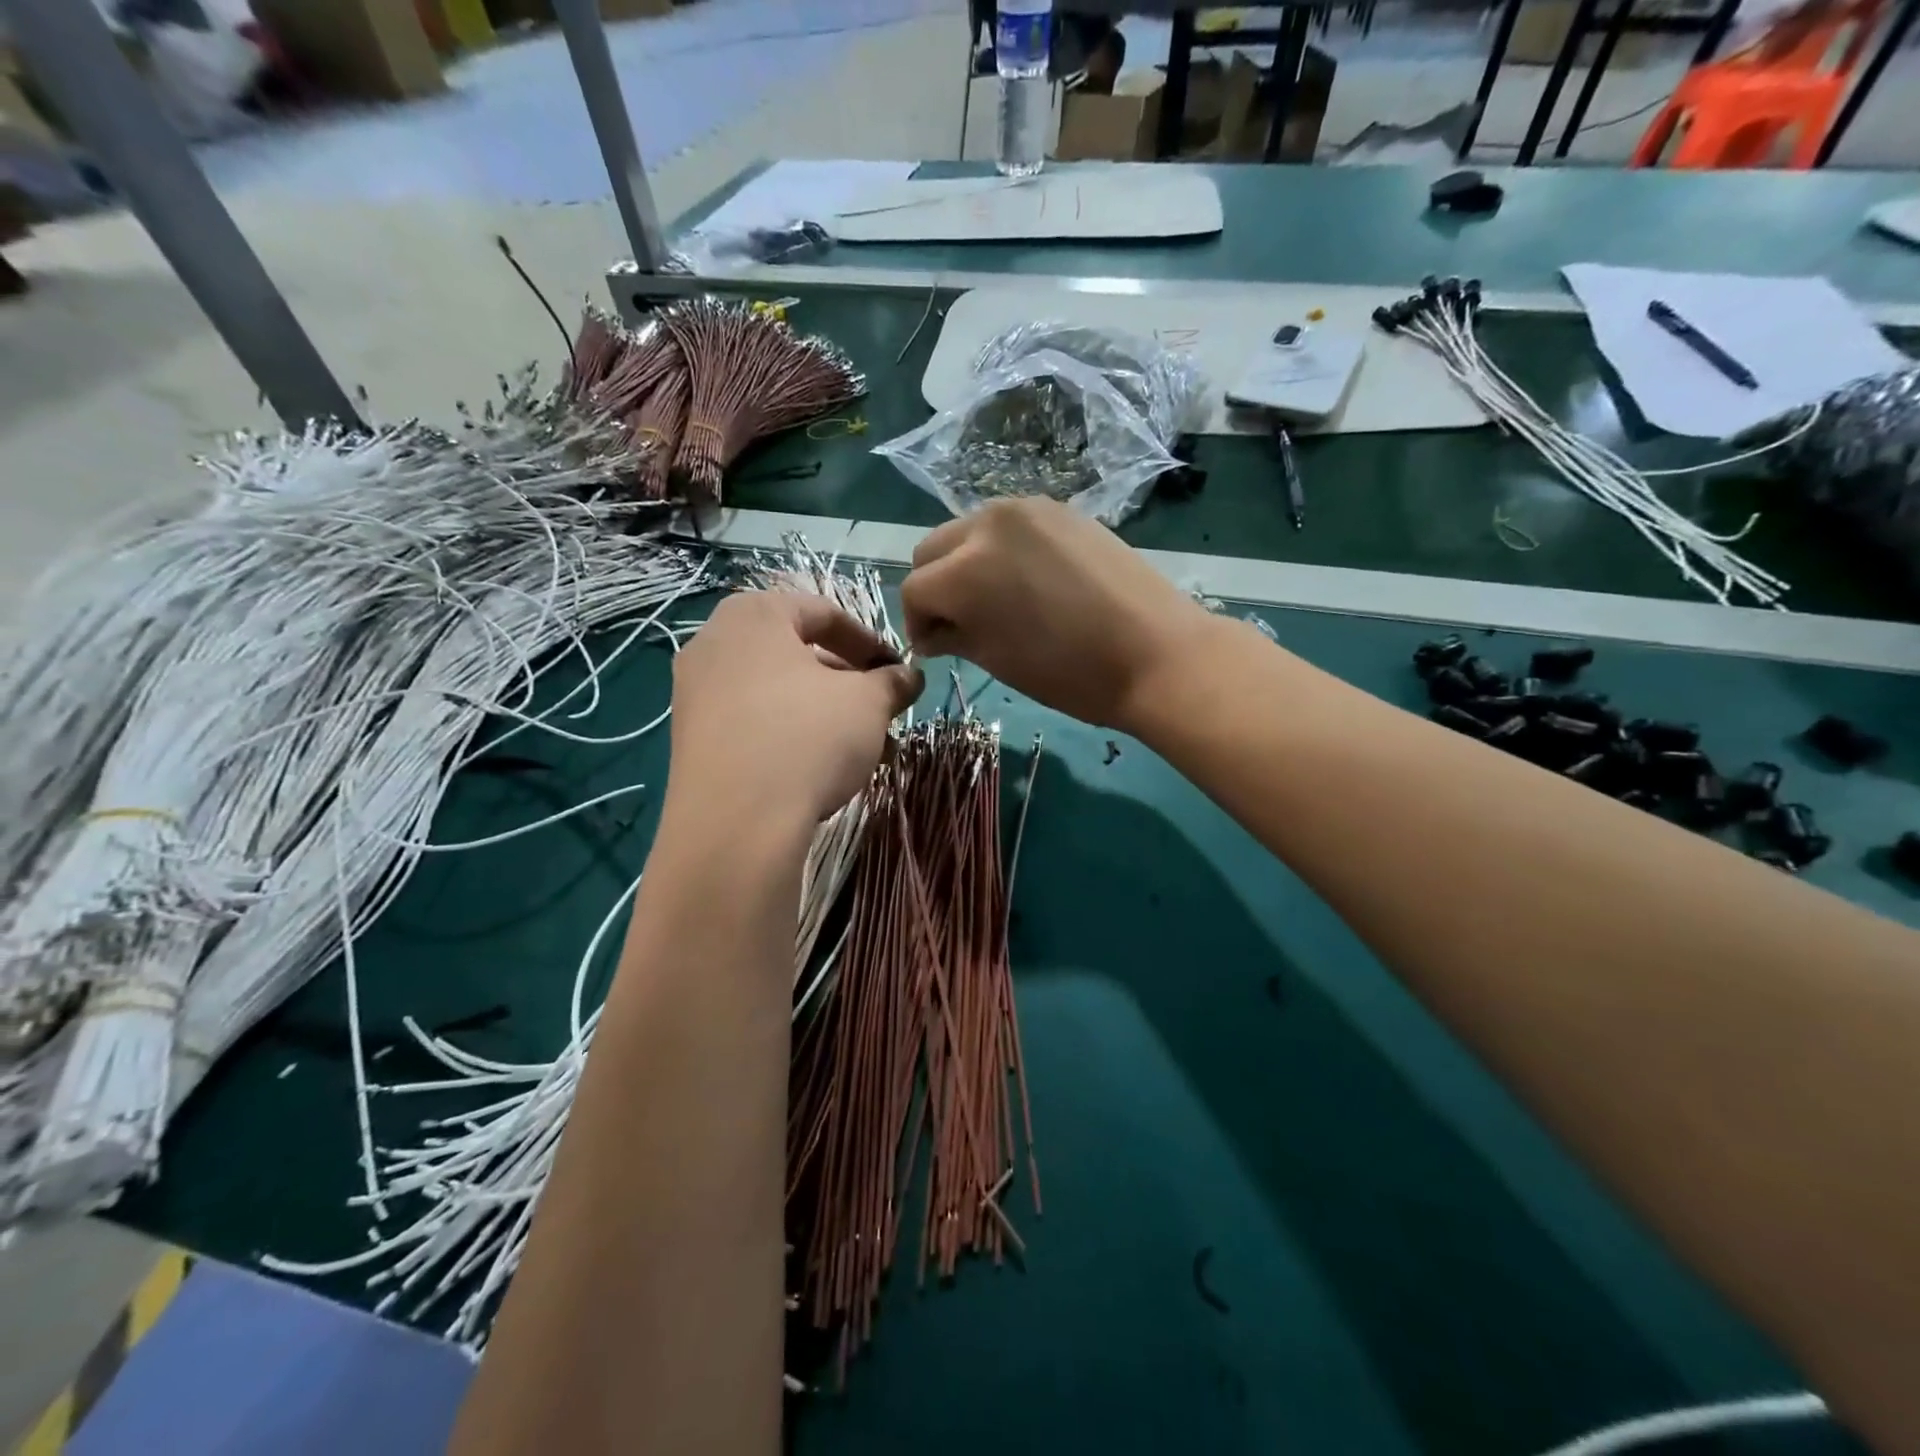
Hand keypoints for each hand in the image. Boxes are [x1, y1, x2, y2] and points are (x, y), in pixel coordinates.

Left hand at [668, 592, 922, 826]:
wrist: (736, 822)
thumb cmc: (808, 736)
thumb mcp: (868, 703)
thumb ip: (892, 681)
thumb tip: (910, 676)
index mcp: (754, 614)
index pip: (824, 612)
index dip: (870, 641)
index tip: (897, 671)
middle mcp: (715, 643)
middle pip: (797, 653)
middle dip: (847, 683)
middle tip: (880, 711)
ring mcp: (695, 692)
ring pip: (777, 692)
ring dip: (824, 713)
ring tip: (862, 749)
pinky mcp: (691, 739)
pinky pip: (752, 723)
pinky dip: (790, 735)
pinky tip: (822, 769)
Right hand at [901, 499, 1214, 731]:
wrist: (1156, 654)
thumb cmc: (1070, 672)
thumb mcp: (997, 660)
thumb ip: (954, 636)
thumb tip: (933, 633)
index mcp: (965, 570)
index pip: (914, 590)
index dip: (917, 624)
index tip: (935, 648)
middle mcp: (986, 523)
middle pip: (931, 550)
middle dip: (935, 587)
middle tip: (957, 623)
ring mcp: (1026, 508)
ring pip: (967, 531)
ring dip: (965, 564)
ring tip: (992, 599)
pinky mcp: (1058, 508)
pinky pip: (1007, 525)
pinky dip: (1000, 550)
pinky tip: (1026, 580)